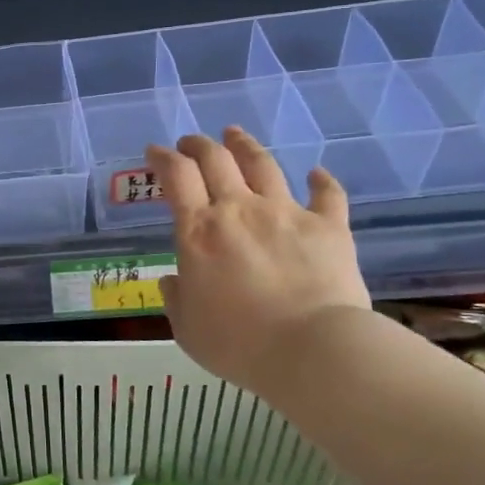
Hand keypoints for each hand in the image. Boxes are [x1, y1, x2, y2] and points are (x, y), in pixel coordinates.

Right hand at [148, 129, 369, 391]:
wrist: (311, 350)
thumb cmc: (238, 344)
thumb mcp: (187, 329)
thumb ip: (176, 300)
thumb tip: (172, 281)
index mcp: (198, 232)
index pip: (176, 177)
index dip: (163, 158)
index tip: (155, 151)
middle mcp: (239, 210)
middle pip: (216, 160)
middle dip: (198, 145)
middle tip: (190, 142)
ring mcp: (286, 213)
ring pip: (263, 164)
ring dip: (245, 145)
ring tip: (235, 134)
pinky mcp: (329, 226)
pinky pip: (327, 194)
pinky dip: (321, 181)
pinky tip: (316, 174)